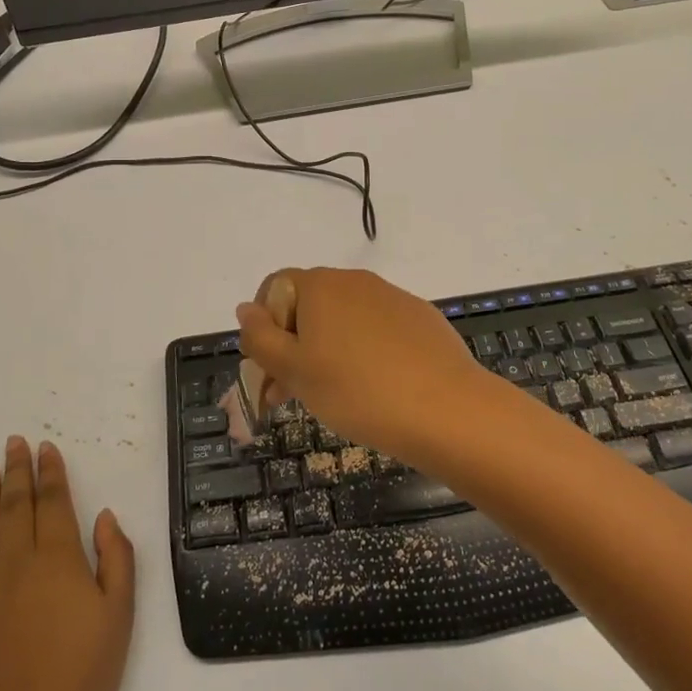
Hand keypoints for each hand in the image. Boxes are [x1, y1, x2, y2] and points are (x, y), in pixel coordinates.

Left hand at [0, 439, 134, 690]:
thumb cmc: (85, 674)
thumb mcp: (120, 613)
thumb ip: (116, 557)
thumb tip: (103, 516)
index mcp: (57, 559)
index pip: (52, 501)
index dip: (50, 471)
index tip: (46, 447)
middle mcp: (16, 564)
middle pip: (16, 506)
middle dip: (17, 471)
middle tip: (13, 443)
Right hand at [234, 268, 494, 467]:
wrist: (446, 409)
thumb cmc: (356, 390)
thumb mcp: (294, 370)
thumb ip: (261, 337)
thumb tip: (245, 308)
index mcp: (320, 285)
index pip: (275, 288)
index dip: (264, 327)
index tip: (269, 368)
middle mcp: (355, 282)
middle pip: (309, 306)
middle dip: (293, 346)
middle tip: (290, 394)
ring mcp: (392, 297)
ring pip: (344, 320)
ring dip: (327, 351)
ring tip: (333, 397)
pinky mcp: (420, 319)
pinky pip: (378, 330)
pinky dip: (365, 352)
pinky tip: (375, 388)